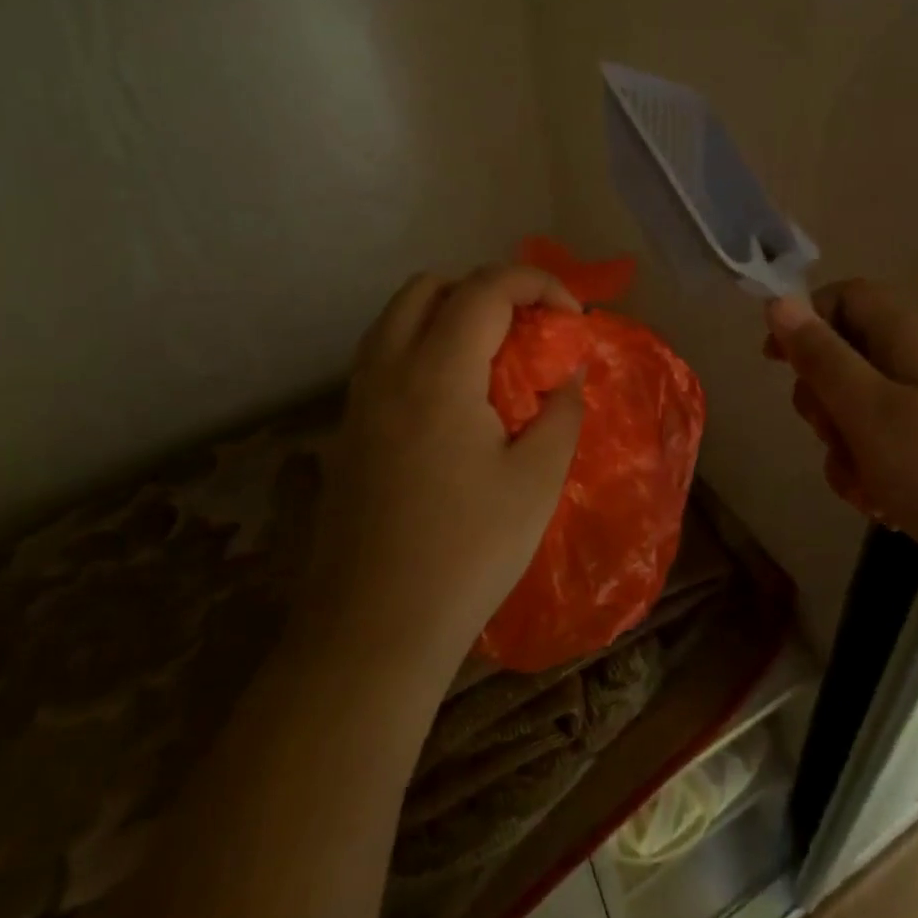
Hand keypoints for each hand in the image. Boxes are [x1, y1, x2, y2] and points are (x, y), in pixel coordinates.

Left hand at [321, 265, 585, 665]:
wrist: (371, 632)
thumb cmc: (466, 553)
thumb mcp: (536, 481)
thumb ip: (560, 413)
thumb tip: (567, 376)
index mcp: (436, 373)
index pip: (486, 288)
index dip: (538, 285)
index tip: (572, 319)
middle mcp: (387, 370)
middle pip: (428, 287)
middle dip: (486, 290)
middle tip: (526, 331)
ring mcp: (357, 401)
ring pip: (396, 319)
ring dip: (447, 315)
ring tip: (491, 361)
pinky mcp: (345, 433)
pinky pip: (382, 358)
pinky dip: (421, 349)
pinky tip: (453, 404)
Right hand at [765, 280, 917, 626]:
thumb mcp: (869, 412)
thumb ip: (821, 356)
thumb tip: (780, 301)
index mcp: (914, 338)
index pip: (847, 297)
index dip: (806, 321)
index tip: (776, 364)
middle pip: (854, 357)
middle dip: (826, 400)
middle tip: (831, 437)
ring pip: (871, 411)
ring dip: (850, 447)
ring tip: (865, 490)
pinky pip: (902, 447)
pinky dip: (883, 471)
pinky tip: (888, 510)